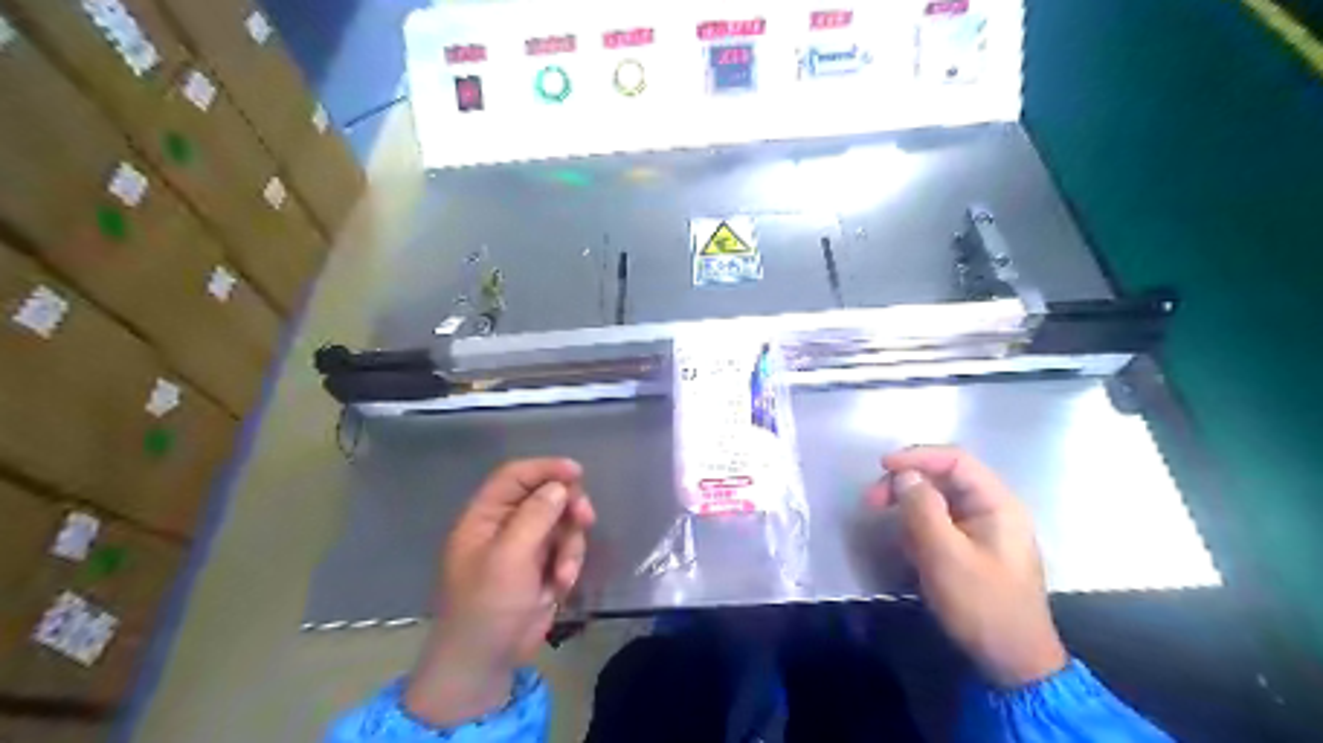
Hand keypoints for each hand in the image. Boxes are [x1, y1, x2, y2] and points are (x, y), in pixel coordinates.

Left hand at [400, 458, 591, 726]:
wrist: (485, 662)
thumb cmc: (487, 605)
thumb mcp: (509, 558)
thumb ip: (535, 517)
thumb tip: (559, 487)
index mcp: (485, 517)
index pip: (514, 476)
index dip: (544, 468)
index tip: (576, 472)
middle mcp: (505, 526)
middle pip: (545, 496)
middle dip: (567, 507)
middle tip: (586, 517)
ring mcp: (525, 547)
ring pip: (561, 523)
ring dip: (570, 544)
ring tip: (564, 573)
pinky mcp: (542, 568)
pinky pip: (566, 549)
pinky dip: (569, 564)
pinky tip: (561, 586)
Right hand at [870, 444, 1061, 686]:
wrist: (1013, 662)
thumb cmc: (982, 605)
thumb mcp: (946, 556)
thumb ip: (923, 509)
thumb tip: (904, 475)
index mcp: (997, 504)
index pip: (955, 460)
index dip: (917, 456)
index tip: (882, 467)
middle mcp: (993, 509)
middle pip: (944, 478)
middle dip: (907, 485)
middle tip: (873, 501)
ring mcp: (983, 530)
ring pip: (939, 502)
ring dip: (910, 509)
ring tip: (892, 531)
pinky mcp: (972, 549)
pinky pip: (940, 525)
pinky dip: (919, 529)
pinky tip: (908, 549)